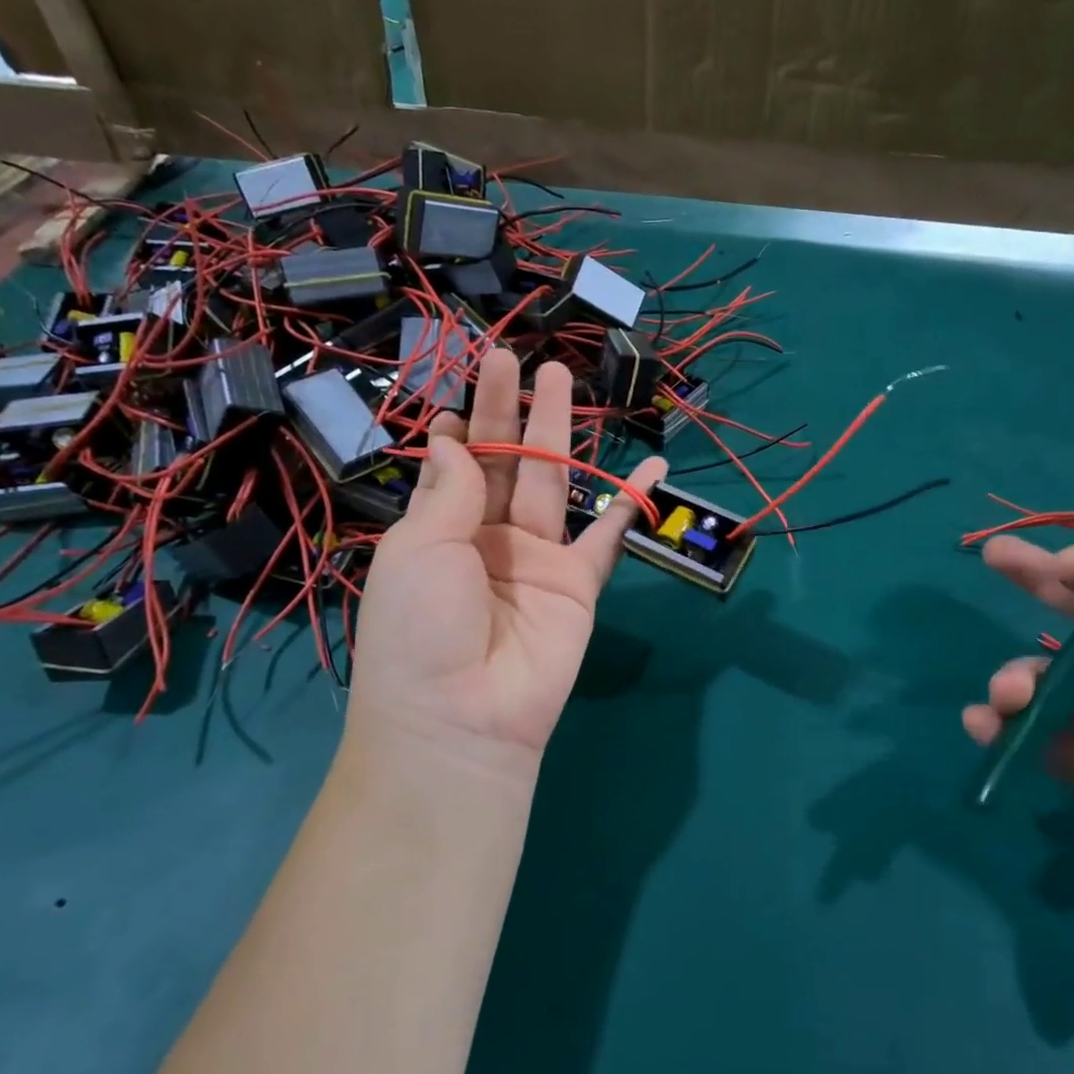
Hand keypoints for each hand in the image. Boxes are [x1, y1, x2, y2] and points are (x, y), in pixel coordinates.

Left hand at [345, 349, 664, 774]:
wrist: (464, 715)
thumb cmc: (421, 628)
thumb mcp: (419, 550)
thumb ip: (449, 491)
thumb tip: (450, 439)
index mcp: (440, 530)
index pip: (453, 465)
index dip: (458, 427)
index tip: (462, 387)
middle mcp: (488, 538)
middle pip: (504, 462)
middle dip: (508, 411)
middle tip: (515, 357)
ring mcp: (538, 559)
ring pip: (553, 482)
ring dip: (559, 433)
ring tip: (564, 379)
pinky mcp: (580, 582)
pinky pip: (610, 535)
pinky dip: (632, 501)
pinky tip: (654, 464)